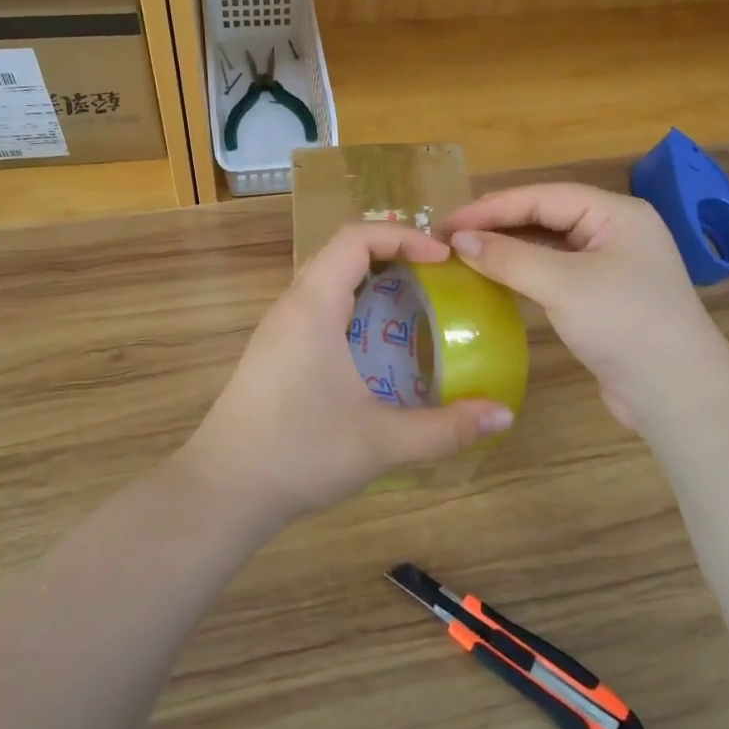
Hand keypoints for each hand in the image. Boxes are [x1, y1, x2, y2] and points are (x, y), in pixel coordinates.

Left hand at [178, 223, 515, 526]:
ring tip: (412, 306)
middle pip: (340, 252)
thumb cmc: (300, 453)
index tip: (442, 259)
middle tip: (434, 278)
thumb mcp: (382, 442)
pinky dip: (350, 306)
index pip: (356, 239)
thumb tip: (505, 415)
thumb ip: (446, 429)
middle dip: (390, 254)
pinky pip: (315, 307)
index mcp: (313, 306)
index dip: (402, 237)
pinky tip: (373, 348)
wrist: (223, 490)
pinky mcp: (271, 352)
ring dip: (368, 281)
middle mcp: (291, 306)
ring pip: (324, 280)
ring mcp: (276, 329)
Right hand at [442, 184, 728, 431]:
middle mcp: (614, 231)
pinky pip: (554, 272)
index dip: (491, 207)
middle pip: (545, 216)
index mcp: (615, 213)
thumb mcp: (563, 285)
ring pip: (547, 245)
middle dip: (497, 225)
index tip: (446, 223)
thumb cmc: (624, 324)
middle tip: (448, 237)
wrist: (677, 394)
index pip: (542, 197)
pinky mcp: (601, 297)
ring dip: (507, 248)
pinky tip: (494, 278)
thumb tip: (458, 240)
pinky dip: (522, 272)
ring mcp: (609, 265)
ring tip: (463, 254)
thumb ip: (508, 257)